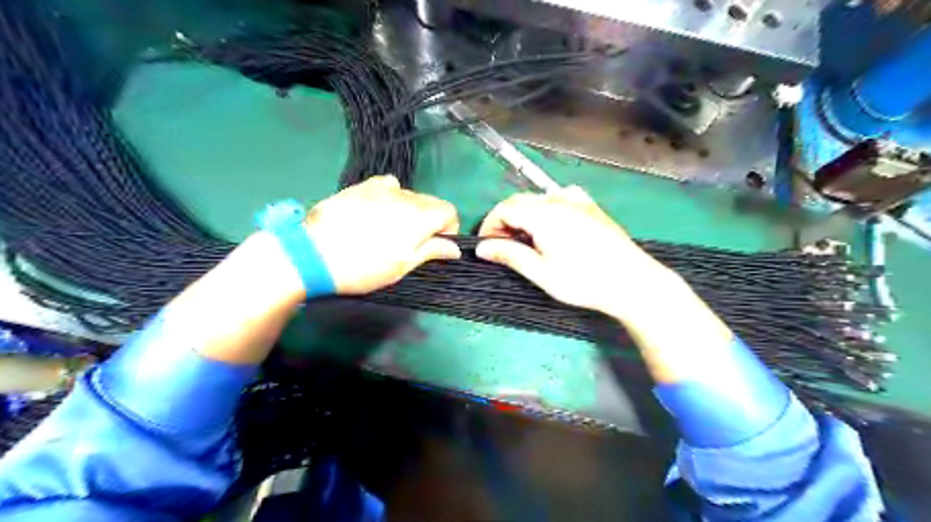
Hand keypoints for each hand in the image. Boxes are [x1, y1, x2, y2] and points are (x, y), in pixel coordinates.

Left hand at [306, 174, 460, 294]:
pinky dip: (391, 196)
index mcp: (421, 215)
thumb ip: (432, 251)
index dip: (448, 229)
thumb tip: (454, 248)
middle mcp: (406, 195)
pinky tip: (378, 210)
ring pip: (409, 195)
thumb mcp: (403, 265)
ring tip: (392, 229)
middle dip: (430, 220)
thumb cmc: (365, 266)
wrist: (314, 255)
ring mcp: (381, 189)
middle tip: (412, 243)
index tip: (435, 246)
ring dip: (410, 210)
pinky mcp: (361, 187)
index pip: (450, 211)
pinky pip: (387, 186)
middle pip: (431, 202)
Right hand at [475, 186, 680, 319]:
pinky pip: (560, 198)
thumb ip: (510, 255)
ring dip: (524, 215)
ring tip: (525, 239)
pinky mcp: (591, 207)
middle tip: (502, 246)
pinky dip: (546, 208)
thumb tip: (482, 248)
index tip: (486, 246)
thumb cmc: (583, 280)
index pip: (504, 210)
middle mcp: (558, 200)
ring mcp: (577, 200)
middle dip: (504, 221)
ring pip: (539, 199)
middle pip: (519, 201)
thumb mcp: (541, 272)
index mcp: (542, 214)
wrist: (631, 281)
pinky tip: (551, 223)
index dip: (489, 226)